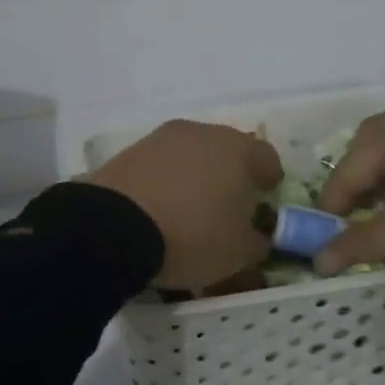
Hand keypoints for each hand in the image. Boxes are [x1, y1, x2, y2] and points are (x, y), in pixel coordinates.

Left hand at [87, 120, 282, 288]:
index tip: (265, 200)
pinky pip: (159, 165)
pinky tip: (159, 208)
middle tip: (228, 205)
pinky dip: (164, 181)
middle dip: (230, 175)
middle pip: (225, 151)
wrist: (115, 226)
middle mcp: (201, 132)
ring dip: (195, 176)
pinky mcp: (130, 151)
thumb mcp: (239, 252)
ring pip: (190, 155)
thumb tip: (258, 235)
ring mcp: (161, 138)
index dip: (270, 181)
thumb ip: (257, 241)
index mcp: (238, 149)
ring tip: (189, 209)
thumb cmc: (193, 235)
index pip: (267, 158)